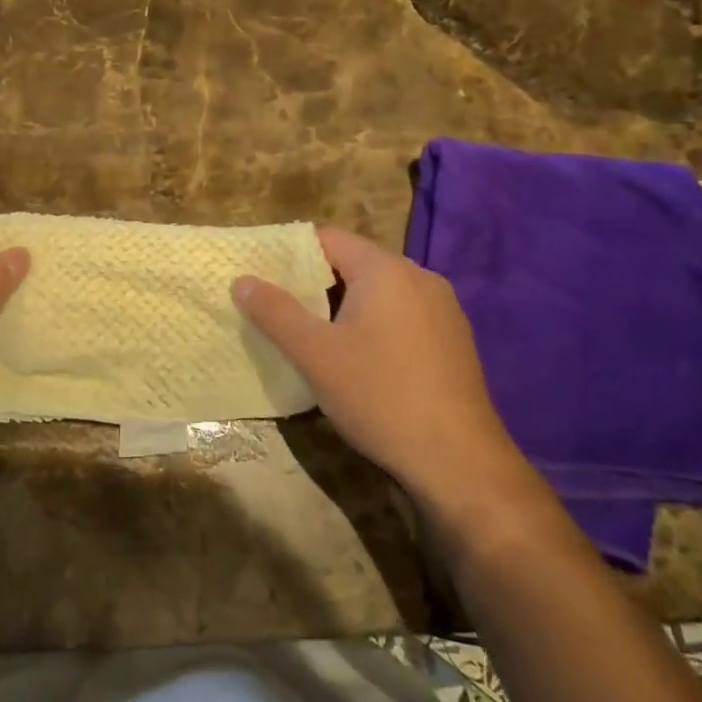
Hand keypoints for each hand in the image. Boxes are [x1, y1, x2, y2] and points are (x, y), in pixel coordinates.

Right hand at [233, 226, 545, 534]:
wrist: (460, 462)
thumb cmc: (380, 396)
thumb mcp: (315, 354)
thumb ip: (275, 311)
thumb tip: (242, 280)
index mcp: (386, 270)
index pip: (328, 238)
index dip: (290, 254)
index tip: (263, 276)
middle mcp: (419, 277)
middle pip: (354, 262)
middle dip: (315, 282)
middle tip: (281, 309)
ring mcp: (443, 309)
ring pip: (379, 291)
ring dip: (344, 306)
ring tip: (313, 335)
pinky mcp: (454, 339)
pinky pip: (402, 315)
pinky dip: (374, 324)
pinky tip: (360, 359)